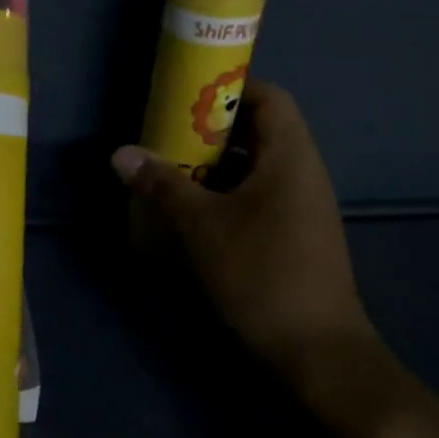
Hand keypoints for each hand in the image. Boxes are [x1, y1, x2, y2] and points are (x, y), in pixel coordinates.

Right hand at [116, 72, 395, 358]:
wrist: (317, 350)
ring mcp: (302, 206)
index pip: (268, 96)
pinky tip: (193, 213)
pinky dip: (226, 194)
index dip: (228, 87)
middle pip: (259, 130)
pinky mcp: (295, 235)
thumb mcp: (201, 226)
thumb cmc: (260, 274)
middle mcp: (302, 172)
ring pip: (256, 167)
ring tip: (171, 172)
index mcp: (289, 156)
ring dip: (215, 165)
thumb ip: (162, 185)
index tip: (184, 96)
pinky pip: (259, 196)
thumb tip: (121, 152)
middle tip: (166, 136)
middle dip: (210, 129)